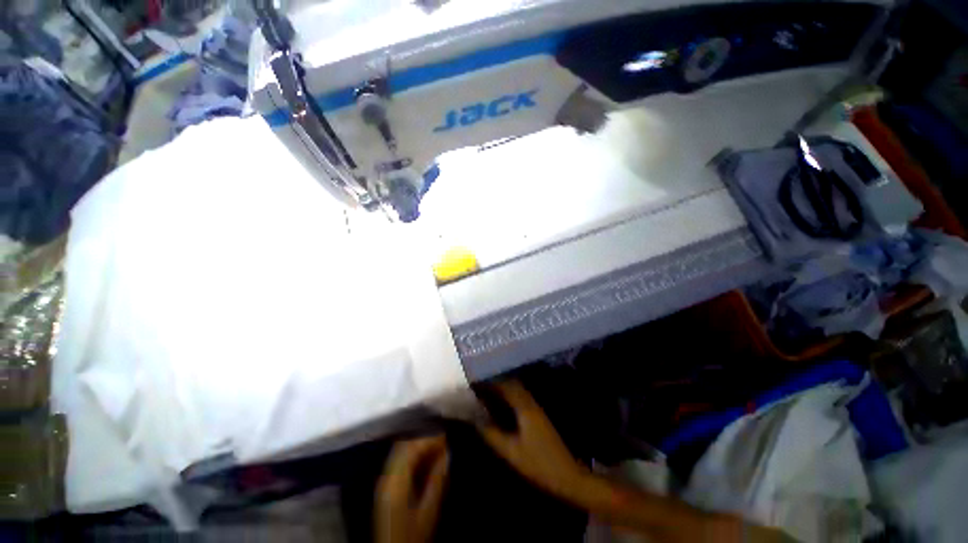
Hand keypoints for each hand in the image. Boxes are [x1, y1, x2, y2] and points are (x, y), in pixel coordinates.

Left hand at [375, 436, 449, 542]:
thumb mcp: (428, 511)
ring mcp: (384, 481)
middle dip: (424, 440)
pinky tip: (425, 462)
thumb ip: (437, 480)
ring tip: (437, 450)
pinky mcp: (386, 487)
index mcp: (396, 482)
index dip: (429, 439)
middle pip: (404, 446)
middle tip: (442, 443)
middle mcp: (387, 477)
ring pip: (400, 452)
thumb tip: (447, 454)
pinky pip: (399, 461)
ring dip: (419, 447)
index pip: (411, 449)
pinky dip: (413, 456)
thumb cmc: (412, 536)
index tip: (445, 437)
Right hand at [476, 380, 592, 503]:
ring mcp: (536, 409)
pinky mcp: (539, 416)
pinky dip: (509, 398)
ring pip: (516, 391)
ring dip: (502, 390)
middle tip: (479, 386)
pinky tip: (501, 406)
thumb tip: (475, 421)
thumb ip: (492, 435)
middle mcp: (531, 403)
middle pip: (512, 385)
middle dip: (495, 383)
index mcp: (525, 408)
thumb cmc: (539, 465)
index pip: (506, 386)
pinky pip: (520, 399)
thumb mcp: (511, 452)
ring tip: (486, 393)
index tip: (475, 381)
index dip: (490, 382)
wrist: (568, 476)